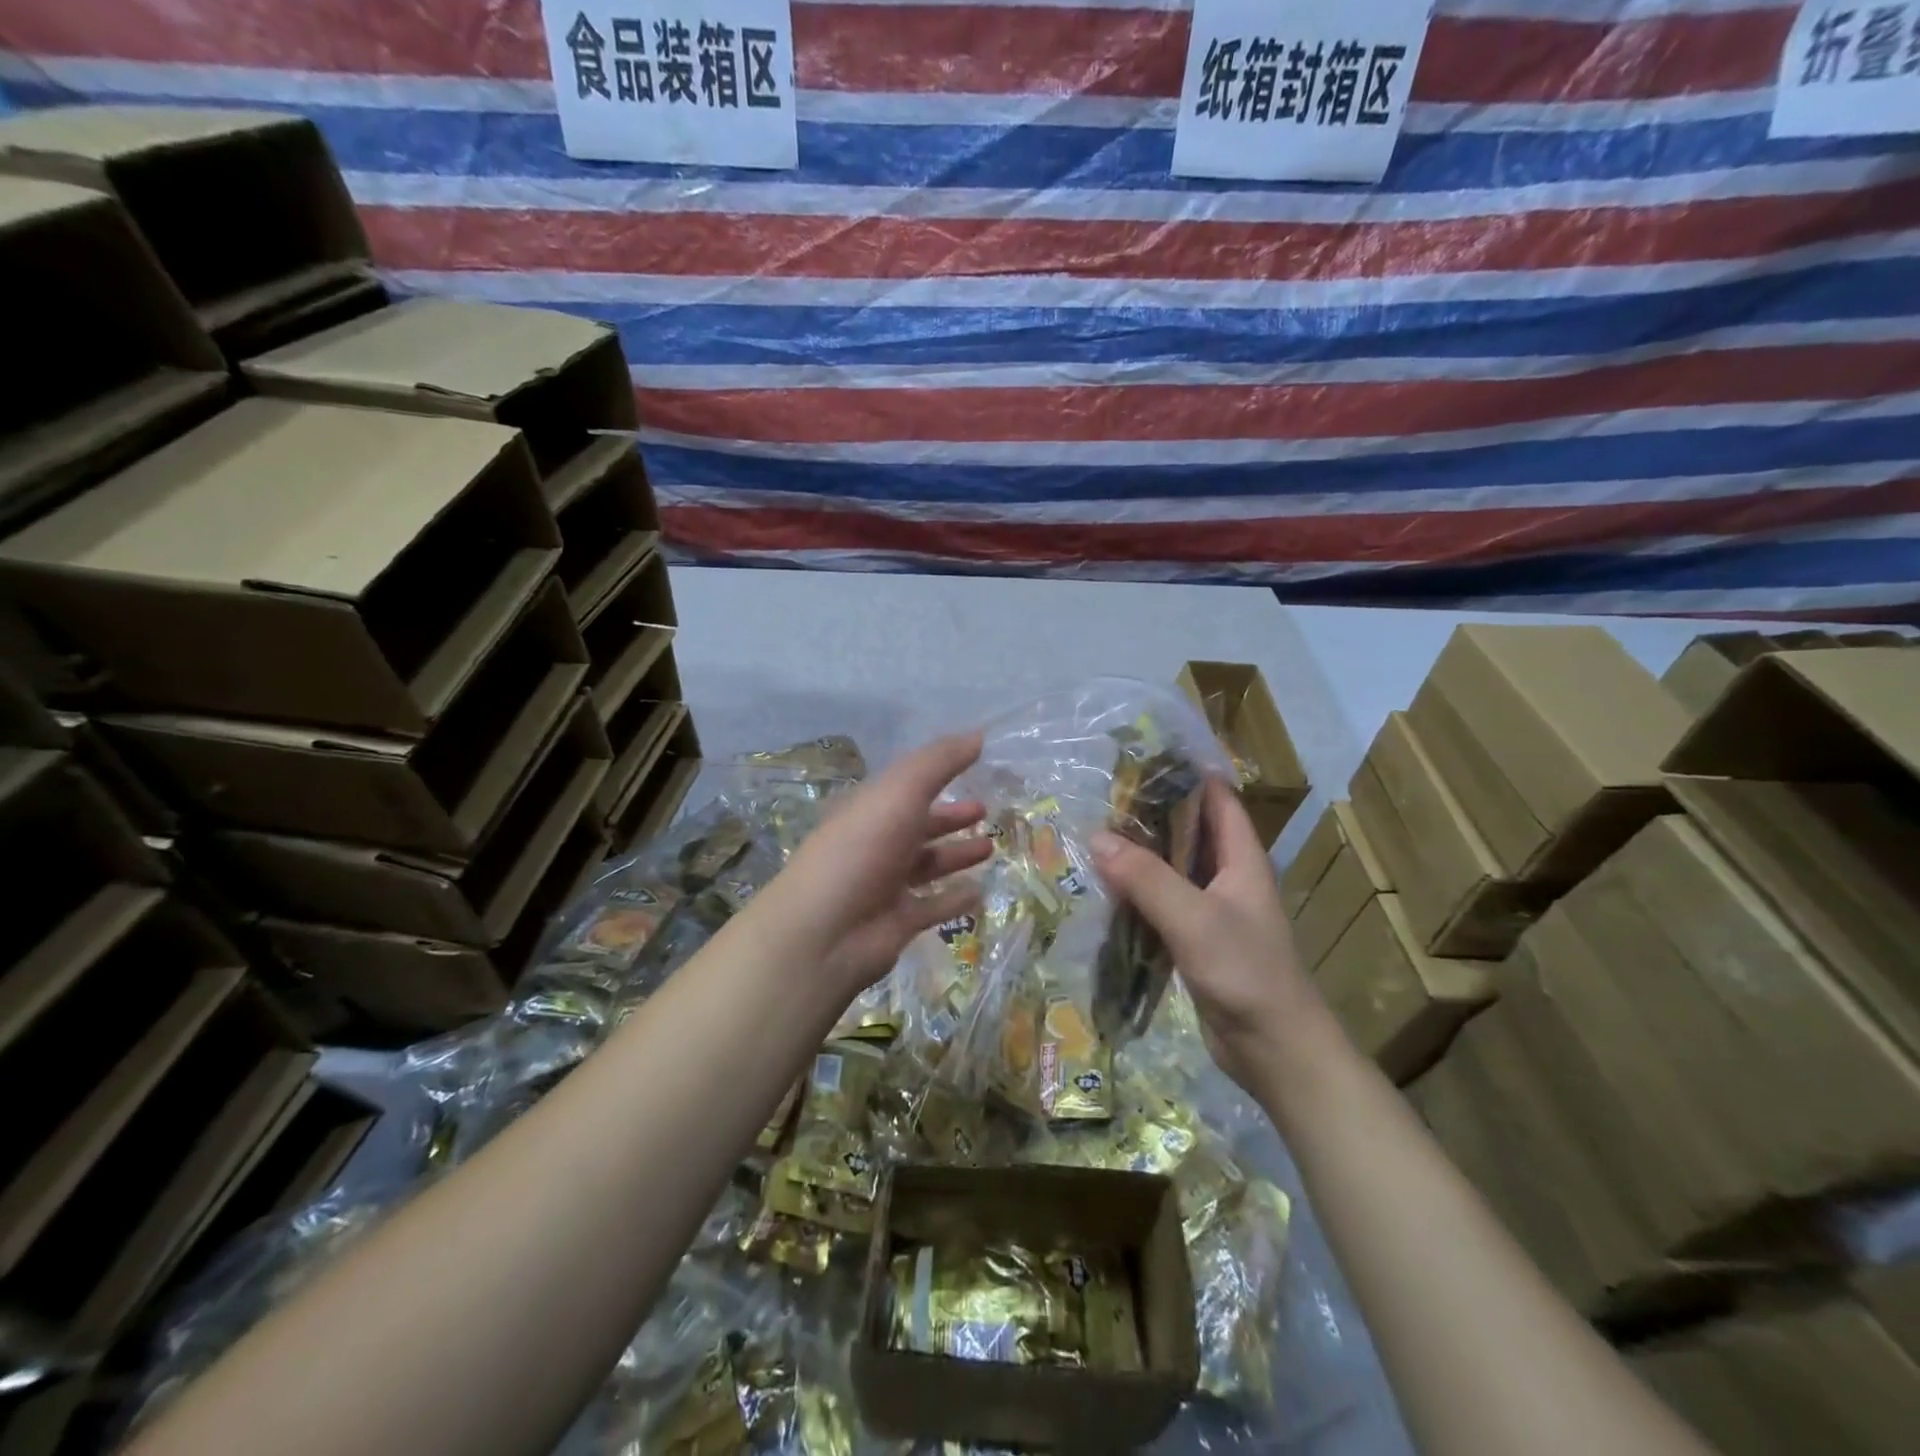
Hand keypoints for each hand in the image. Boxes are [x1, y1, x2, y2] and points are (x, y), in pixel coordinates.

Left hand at [748, 731, 991, 1006]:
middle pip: (919, 825)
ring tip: (990, 848)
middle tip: (986, 811)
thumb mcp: (901, 791)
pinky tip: (979, 892)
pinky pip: (932, 906)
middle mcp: (876, 843)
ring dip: (956, 855)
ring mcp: (885, 885)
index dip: (939, 775)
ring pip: (927, 865)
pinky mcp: (896, 922)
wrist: (824, 931)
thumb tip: (979, 734)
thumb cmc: (862, 848)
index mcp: (870, 808)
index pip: (907, 786)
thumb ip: (940, 762)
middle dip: (951, 817)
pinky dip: (954, 899)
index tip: (975, 766)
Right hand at [1091, 778, 1334, 1096]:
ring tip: (1094, 833)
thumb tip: (1097, 838)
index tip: (1142, 758)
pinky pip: (1163, 903)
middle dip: (1151, 813)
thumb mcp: (1194, 920)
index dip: (1187, 774)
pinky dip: (1137, 891)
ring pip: (1172, 868)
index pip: (1218, 800)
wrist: (1275, 1050)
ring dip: (1140, 854)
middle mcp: (1228, 877)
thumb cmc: (1246, 973)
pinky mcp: (1196, 939)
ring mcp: (1212, 910)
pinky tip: (1105, 887)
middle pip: (1189, 831)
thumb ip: (1146, 878)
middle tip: (1102, 797)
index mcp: (1241, 859)